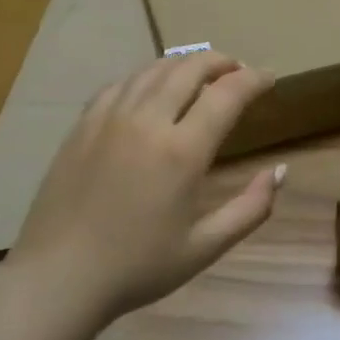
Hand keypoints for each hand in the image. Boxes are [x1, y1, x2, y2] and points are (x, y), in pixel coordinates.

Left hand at [16, 53, 284, 319]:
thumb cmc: (138, 267)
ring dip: (185, 64)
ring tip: (201, 74)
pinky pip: (121, 84)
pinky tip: (152, 88)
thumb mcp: (205, 247)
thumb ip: (251, 208)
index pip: (227, 93)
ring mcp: (110, 118)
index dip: (254, 79)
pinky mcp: (83, 124)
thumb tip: (280, 171)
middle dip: (221, 62)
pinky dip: (147, 76)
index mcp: (182, 151)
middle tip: (238, 71)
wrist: (58, 277)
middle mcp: (147, 121)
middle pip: (190, 68)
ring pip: (154, 69)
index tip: (269, 79)